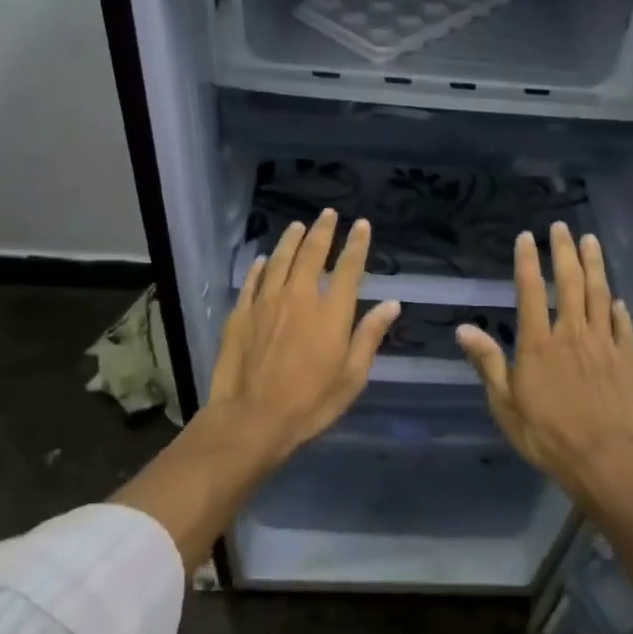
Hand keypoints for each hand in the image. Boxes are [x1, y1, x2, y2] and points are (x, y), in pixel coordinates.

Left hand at [206, 208, 399, 465]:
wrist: (253, 418)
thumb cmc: (311, 402)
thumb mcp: (352, 376)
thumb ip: (369, 336)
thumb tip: (391, 304)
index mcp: (332, 312)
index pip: (348, 268)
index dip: (356, 244)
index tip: (361, 224)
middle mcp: (300, 297)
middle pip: (312, 254)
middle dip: (322, 231)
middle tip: (328, 214)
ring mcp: (266, 302)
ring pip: (280, 260)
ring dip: (291, 240)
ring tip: (298, 225)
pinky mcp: (241, 314)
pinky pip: (253, 281)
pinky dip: (261, 266)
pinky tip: (264, 259)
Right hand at [456, 221, 632, 495]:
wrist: (607, 459)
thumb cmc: (548, 436)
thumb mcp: (506, 404)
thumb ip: (488, 362)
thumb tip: (464, 328)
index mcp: (539, 343)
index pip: (531, 291)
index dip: (528, 262)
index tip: (527, 237)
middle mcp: (572, 334)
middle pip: (570, 283)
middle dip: (564, 251)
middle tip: (562, 227)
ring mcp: (604, 345)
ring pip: (599, 295)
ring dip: (595, 265)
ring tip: (591, 241)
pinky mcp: (628, 360)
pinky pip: (623, 327)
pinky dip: (619, 310)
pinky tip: (618, 299)